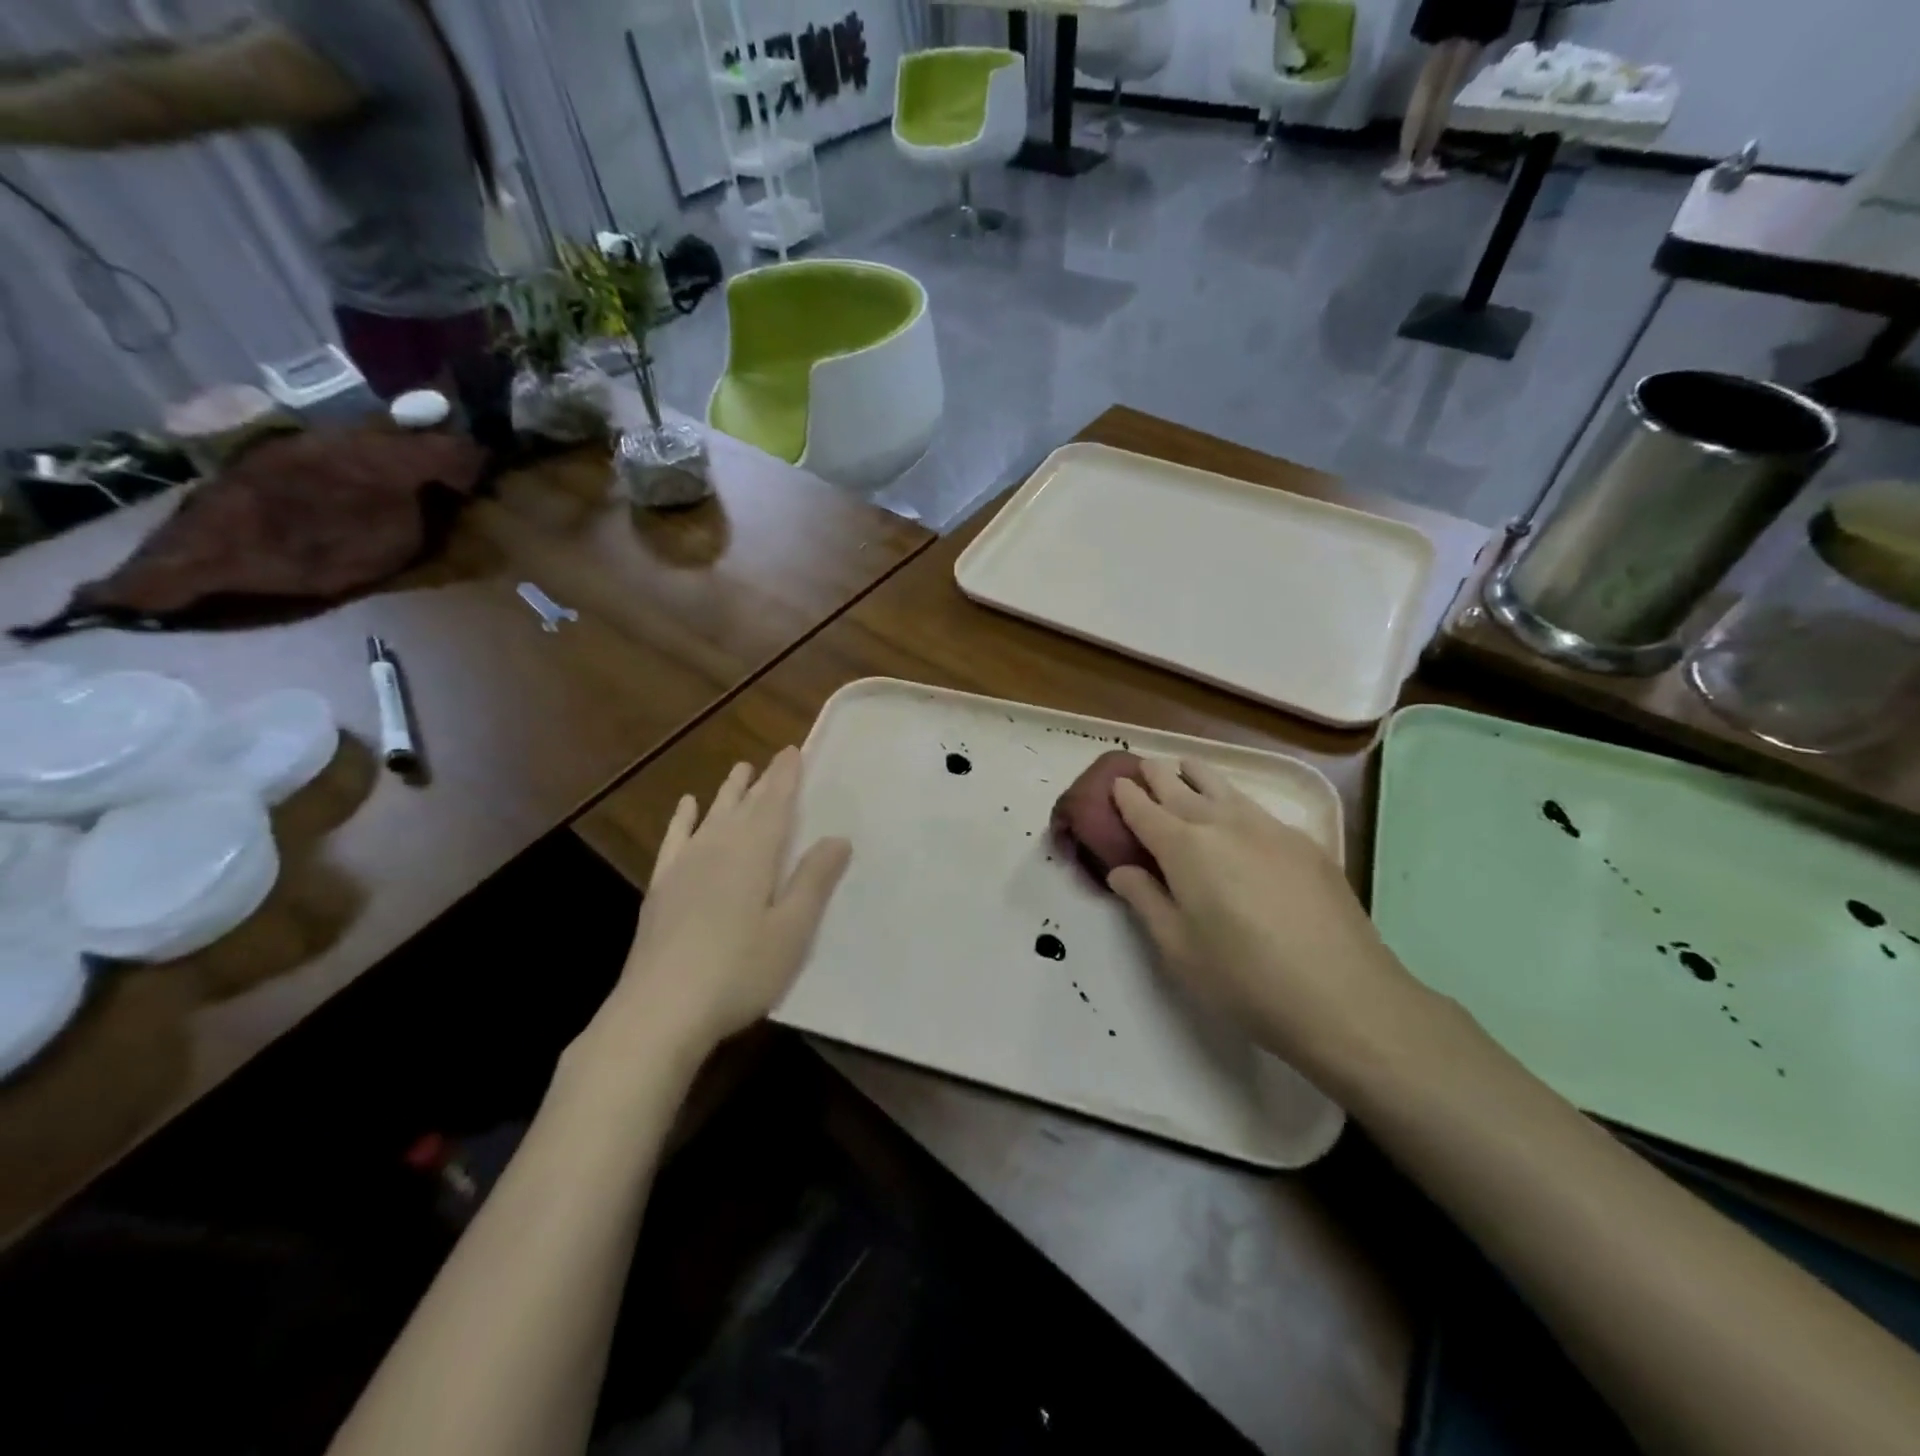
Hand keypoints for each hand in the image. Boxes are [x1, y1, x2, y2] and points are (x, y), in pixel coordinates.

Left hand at [606, 748, 850, 1056]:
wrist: (659, 1010)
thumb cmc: (739, 971)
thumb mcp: (792, 930)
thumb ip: (813, 881)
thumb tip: (837, 838)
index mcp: (754, 854)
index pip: (775, 804)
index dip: (786, 777)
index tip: (793, 751)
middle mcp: (718, 848)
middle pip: (745, 806)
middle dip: (763, 781)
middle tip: (775, 758)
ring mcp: (685, 866)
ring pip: (712, 816)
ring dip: (728, 793)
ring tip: (739, 770)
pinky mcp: (662, 888)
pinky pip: (675, 841)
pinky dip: (682, 820)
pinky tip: (686, 807)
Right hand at [1107, 758, 1426, 1088]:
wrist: (1344, 996)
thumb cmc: (1244, 979)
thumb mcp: (1179, 949)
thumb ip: (1146, 902)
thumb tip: (1121, 870)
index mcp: (1185, 849)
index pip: (1145, 812)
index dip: (1127, 797)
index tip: (1116, 783)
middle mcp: (1224, 825)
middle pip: (1182, 790)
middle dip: (1158, 777)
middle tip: (1144, 766)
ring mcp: (1269, 829)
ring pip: (1225, 789)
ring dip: (1199, 776)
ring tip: (1187, 767)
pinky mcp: (1305, 843)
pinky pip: (1257, 808)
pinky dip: (1235, 800)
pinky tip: (1238, 812)